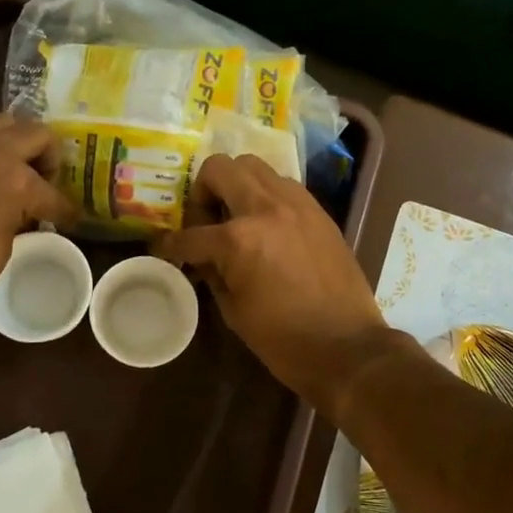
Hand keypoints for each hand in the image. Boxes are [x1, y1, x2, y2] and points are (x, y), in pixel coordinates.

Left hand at [0, 115, 76, 350]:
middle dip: (48, 156)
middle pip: (34, 133)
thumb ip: (19, 218)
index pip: (53, 191)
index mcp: (15, 179)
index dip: (66, 209)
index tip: (73, 219)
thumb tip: (25, 213)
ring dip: (17, 144)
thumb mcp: (2, 251)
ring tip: (20, 175)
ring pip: (2, 125)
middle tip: (48, 183)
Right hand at [156, 154, 396, 413]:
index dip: (170, 245)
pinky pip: (283, 184)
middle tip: (206, 220)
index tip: (165, 250)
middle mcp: (265, 208)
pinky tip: (267, 225)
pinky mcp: (318, 210)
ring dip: (237, 185)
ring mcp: (297, 204)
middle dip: (203, 191)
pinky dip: (266, 195)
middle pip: (220, 168)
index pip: (190, 234)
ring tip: (237, 218)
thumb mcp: (233, 310)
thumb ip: (212, 273)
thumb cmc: (284, 339)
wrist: (347, 346)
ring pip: (254, 166)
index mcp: (238, 239)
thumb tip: (201, 258)